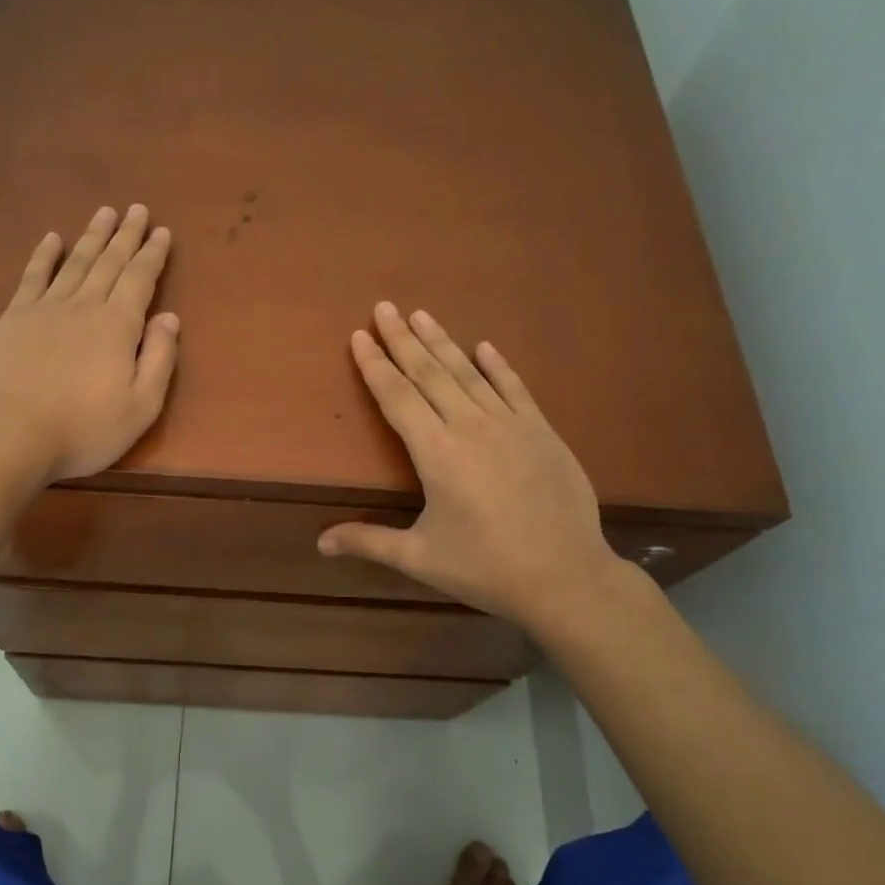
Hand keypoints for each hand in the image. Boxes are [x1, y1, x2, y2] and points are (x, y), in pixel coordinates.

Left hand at [0, 204, 177, 484]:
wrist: (10, 435)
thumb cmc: (84, 429)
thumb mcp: (141, 406)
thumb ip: (159, 359)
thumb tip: (169, 318)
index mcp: (118, 326)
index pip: (141, 279)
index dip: (153, 255)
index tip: (162, 231)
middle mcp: (84, 306)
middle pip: (109, 262)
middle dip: (126, 235)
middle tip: (137, 209)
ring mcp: (45, 308)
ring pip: (75, 262)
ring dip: (92, 236)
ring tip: (104, 213)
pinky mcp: (13, 318)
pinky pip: (33, 277)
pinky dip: (44, 256)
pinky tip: (51, 239)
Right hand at [318, 302, 624, 634]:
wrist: (565, 577)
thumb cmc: (485, 568)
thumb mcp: (420, 558)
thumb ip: (368, 542)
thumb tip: (319, 543)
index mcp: (436, 453)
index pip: (397, 398)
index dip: (375, 366)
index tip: (360, 336)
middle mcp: (470, 427)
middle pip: (430, 374)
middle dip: (403, 339)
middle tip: (385, 307)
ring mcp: (510, 425)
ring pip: (469, 373)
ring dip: (443, 342)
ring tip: (422, 315)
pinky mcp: (542, 432)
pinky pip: (515, 388)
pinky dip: (498, 366)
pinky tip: (485, 346)